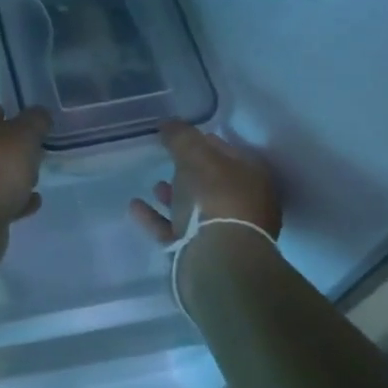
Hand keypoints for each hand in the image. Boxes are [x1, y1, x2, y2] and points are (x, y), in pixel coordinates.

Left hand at [0, 104, 51, 263]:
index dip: (9, 118)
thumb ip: (35, 120)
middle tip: (33, 155)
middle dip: (10, 151)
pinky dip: (8, 200)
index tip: (29, 129)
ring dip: (9, 177)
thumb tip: (39, 115)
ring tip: (34, 181)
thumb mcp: (24, 134)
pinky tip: (31, 203)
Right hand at [129, 121, 281, 245]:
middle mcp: (245, 206)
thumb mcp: (195, 156)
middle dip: (190, 171)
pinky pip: (175, 230)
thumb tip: (169, 124)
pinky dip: (156, 218)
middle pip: (213, 182)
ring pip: (196, 209)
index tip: (180, 135)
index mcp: (252, 178)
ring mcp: (224, 233)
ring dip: (174, 196)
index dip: (204, 140)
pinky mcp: (202, 255)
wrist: (217, 263)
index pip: (228, 151)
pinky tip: (135, 206)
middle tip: (167, 159)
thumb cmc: (214, 199)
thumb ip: (181, 137)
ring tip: (153, 185)